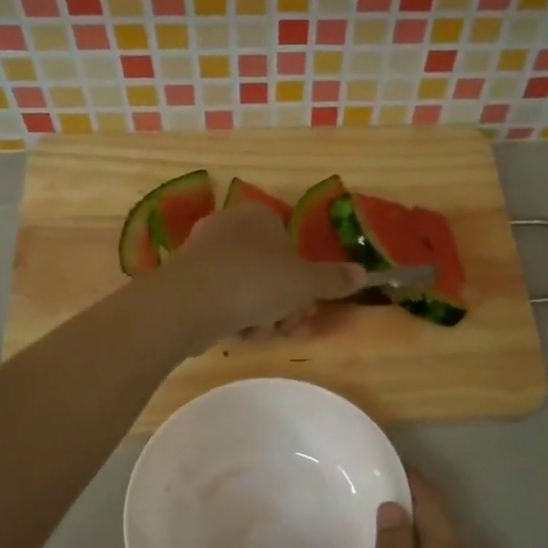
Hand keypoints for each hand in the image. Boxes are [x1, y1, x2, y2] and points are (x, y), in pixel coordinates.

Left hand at [163, 201, 364, 342]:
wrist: (188, 302)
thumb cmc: (253, 282)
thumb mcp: (304, 283)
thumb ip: (333, 279)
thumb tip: (363, 273)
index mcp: (258, 216)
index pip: (290, 247)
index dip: (302, 282)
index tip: (305, 309)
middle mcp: (229, 227)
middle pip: (270, 272)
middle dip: (282, 305)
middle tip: (286, 326)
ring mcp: (203, 253)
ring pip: (247, 290)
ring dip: (258, 317)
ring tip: (254, 331)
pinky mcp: (185, 280)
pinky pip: (220, 299)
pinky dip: (231, 318)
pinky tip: (231, 332)